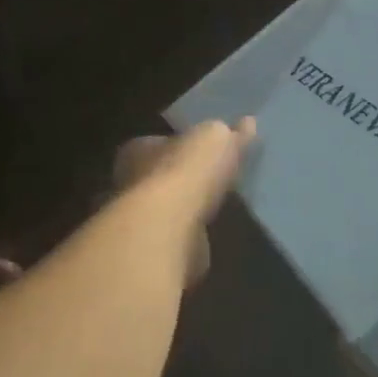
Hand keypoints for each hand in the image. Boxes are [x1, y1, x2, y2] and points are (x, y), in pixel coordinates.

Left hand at [112, 119, 255, 285]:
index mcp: (139, 150)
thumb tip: (247, 124)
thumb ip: (229, 133)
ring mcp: (138, 221)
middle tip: (210, 181)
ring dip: (185, 212)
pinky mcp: (153, 252)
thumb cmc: (186, 171)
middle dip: (181, 180)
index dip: (180, 146)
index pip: (157, 143)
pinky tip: (209, 238)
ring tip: (214, 210)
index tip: (202, 153)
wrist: (170, 229)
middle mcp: (130, 183)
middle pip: (159, 177)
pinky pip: (176, 240)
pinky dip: (190, 239)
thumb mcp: (215, 138)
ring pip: (165, 212)